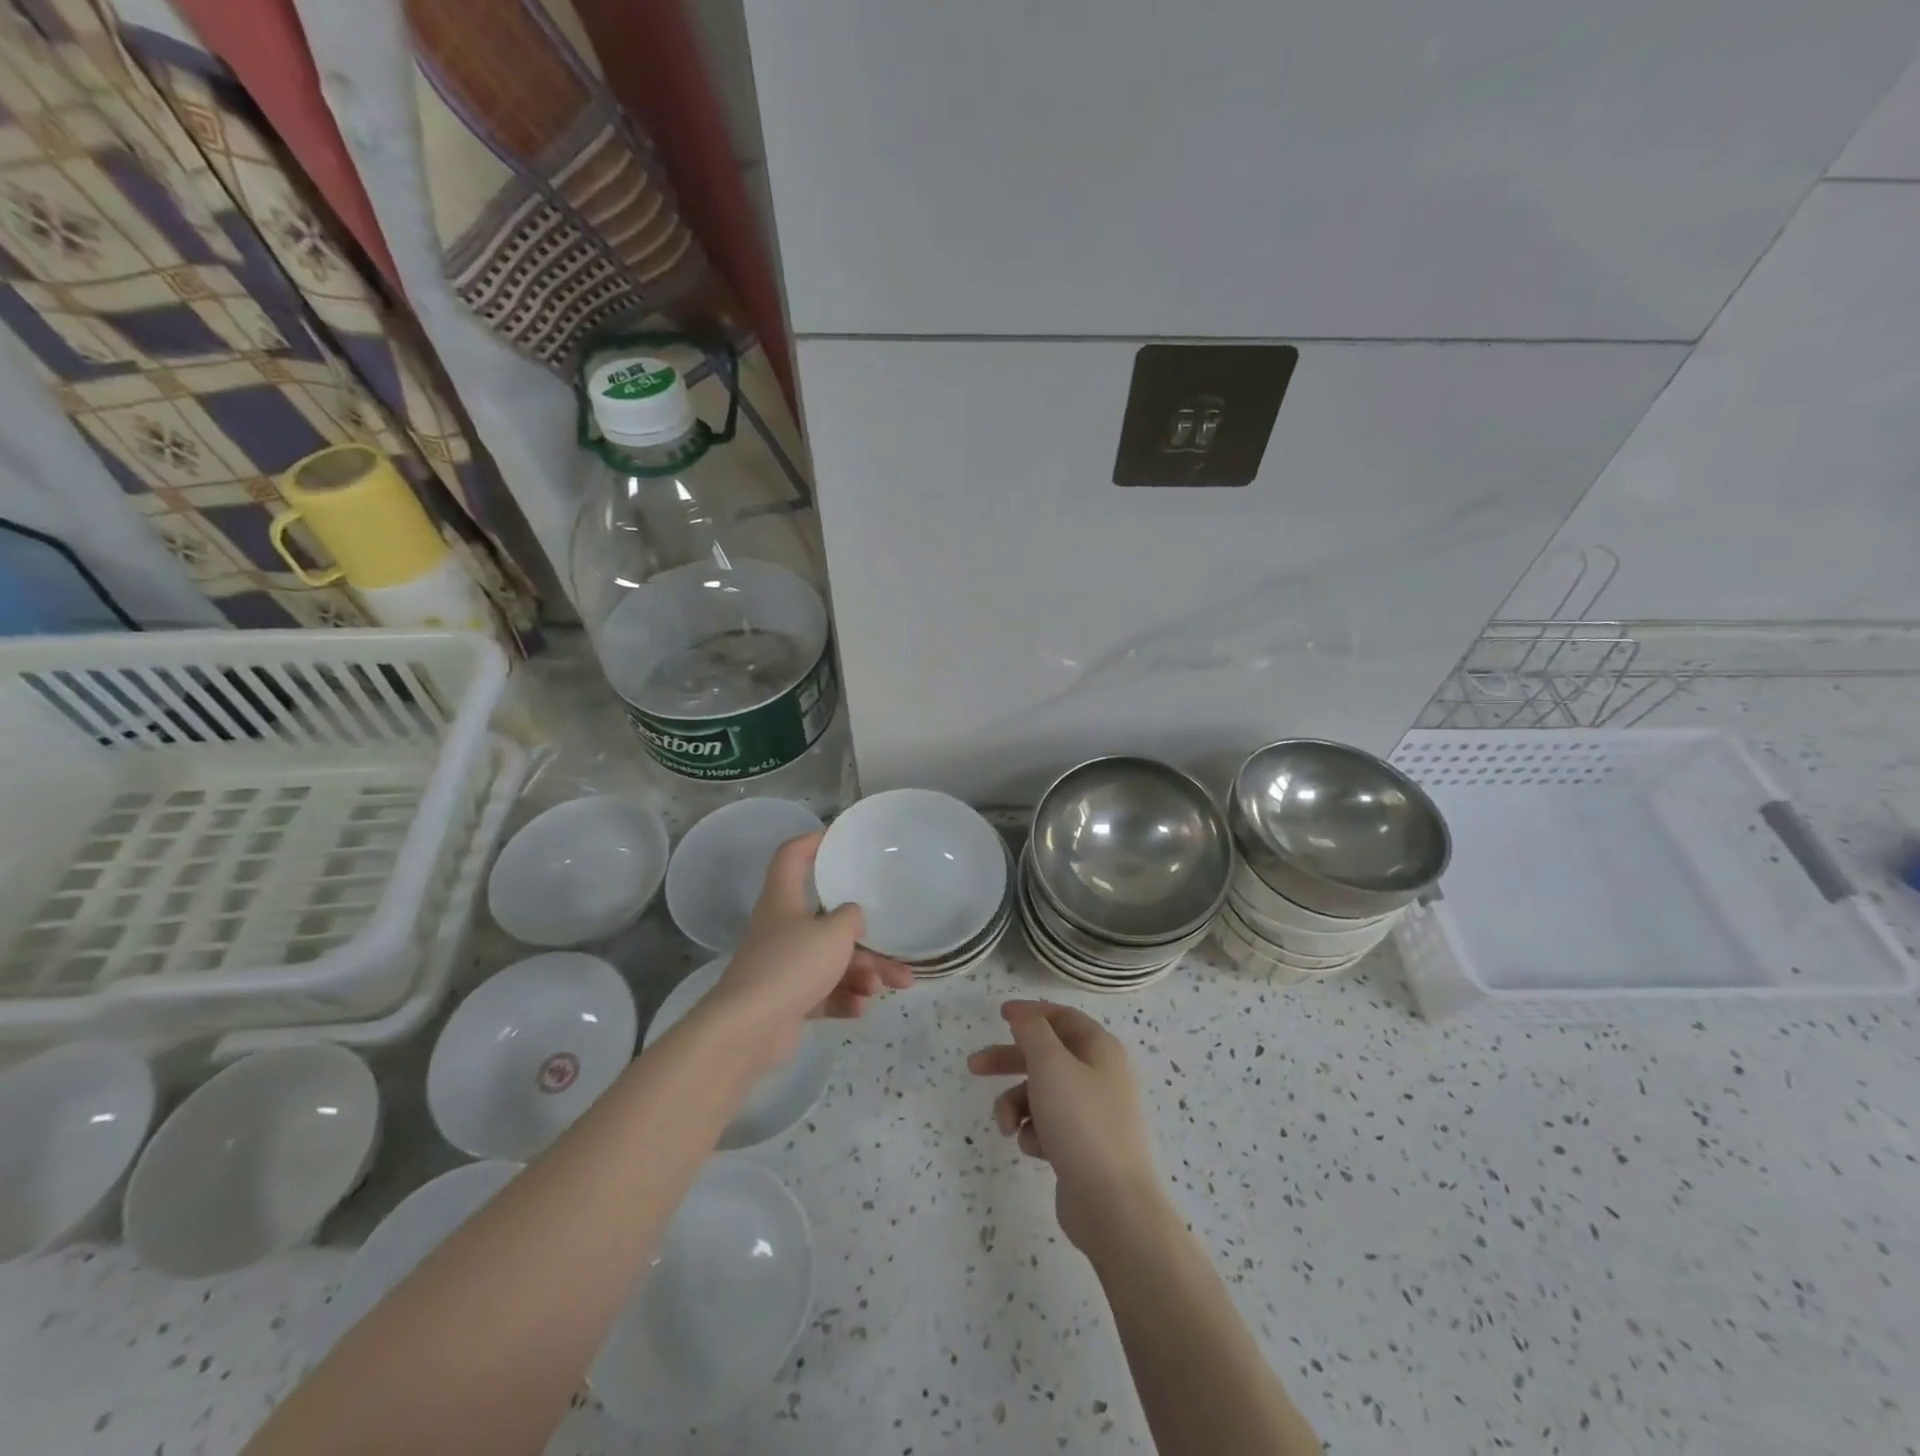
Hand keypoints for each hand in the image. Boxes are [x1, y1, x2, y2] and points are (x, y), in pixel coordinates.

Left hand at [708, 833, 912, 1063]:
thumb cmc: (792, 966)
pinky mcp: (787, 1000)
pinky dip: (844, 998)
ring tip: (889, 987)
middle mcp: (782, 928)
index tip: (839, 841)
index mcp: (784, 900)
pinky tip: (862, 1007)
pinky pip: (824, 993)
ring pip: (831, 961)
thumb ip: (850, 918)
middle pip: (827, 921)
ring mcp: (783, 966)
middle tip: (895, 947)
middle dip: (865, 938)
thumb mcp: (834, 934)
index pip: (791, 857)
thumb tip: (852, 916)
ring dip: (863, 973)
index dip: (812, 842)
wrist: (749, 1030)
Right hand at [968, 1000, 1164, 1251]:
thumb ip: (1032, 1032)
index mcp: (1100, 1049)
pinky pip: (1048, 1126)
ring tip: (1006, 1127)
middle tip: (974, 1066)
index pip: (1062, 1017)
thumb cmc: (1081, 1122)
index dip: (1031, 1013)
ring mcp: (1092, 1113)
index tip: (1000, 1014)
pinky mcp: (1082, 1146)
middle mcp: (1099, 1075)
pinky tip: (1034, 1149)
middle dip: (1009, 1061)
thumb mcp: (1051, 1065)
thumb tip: (1024, 1015)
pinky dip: (1033, 1133)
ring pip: (1041, 1094)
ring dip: (1016, 1105)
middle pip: (1046, 1056)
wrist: (1111, 1205)